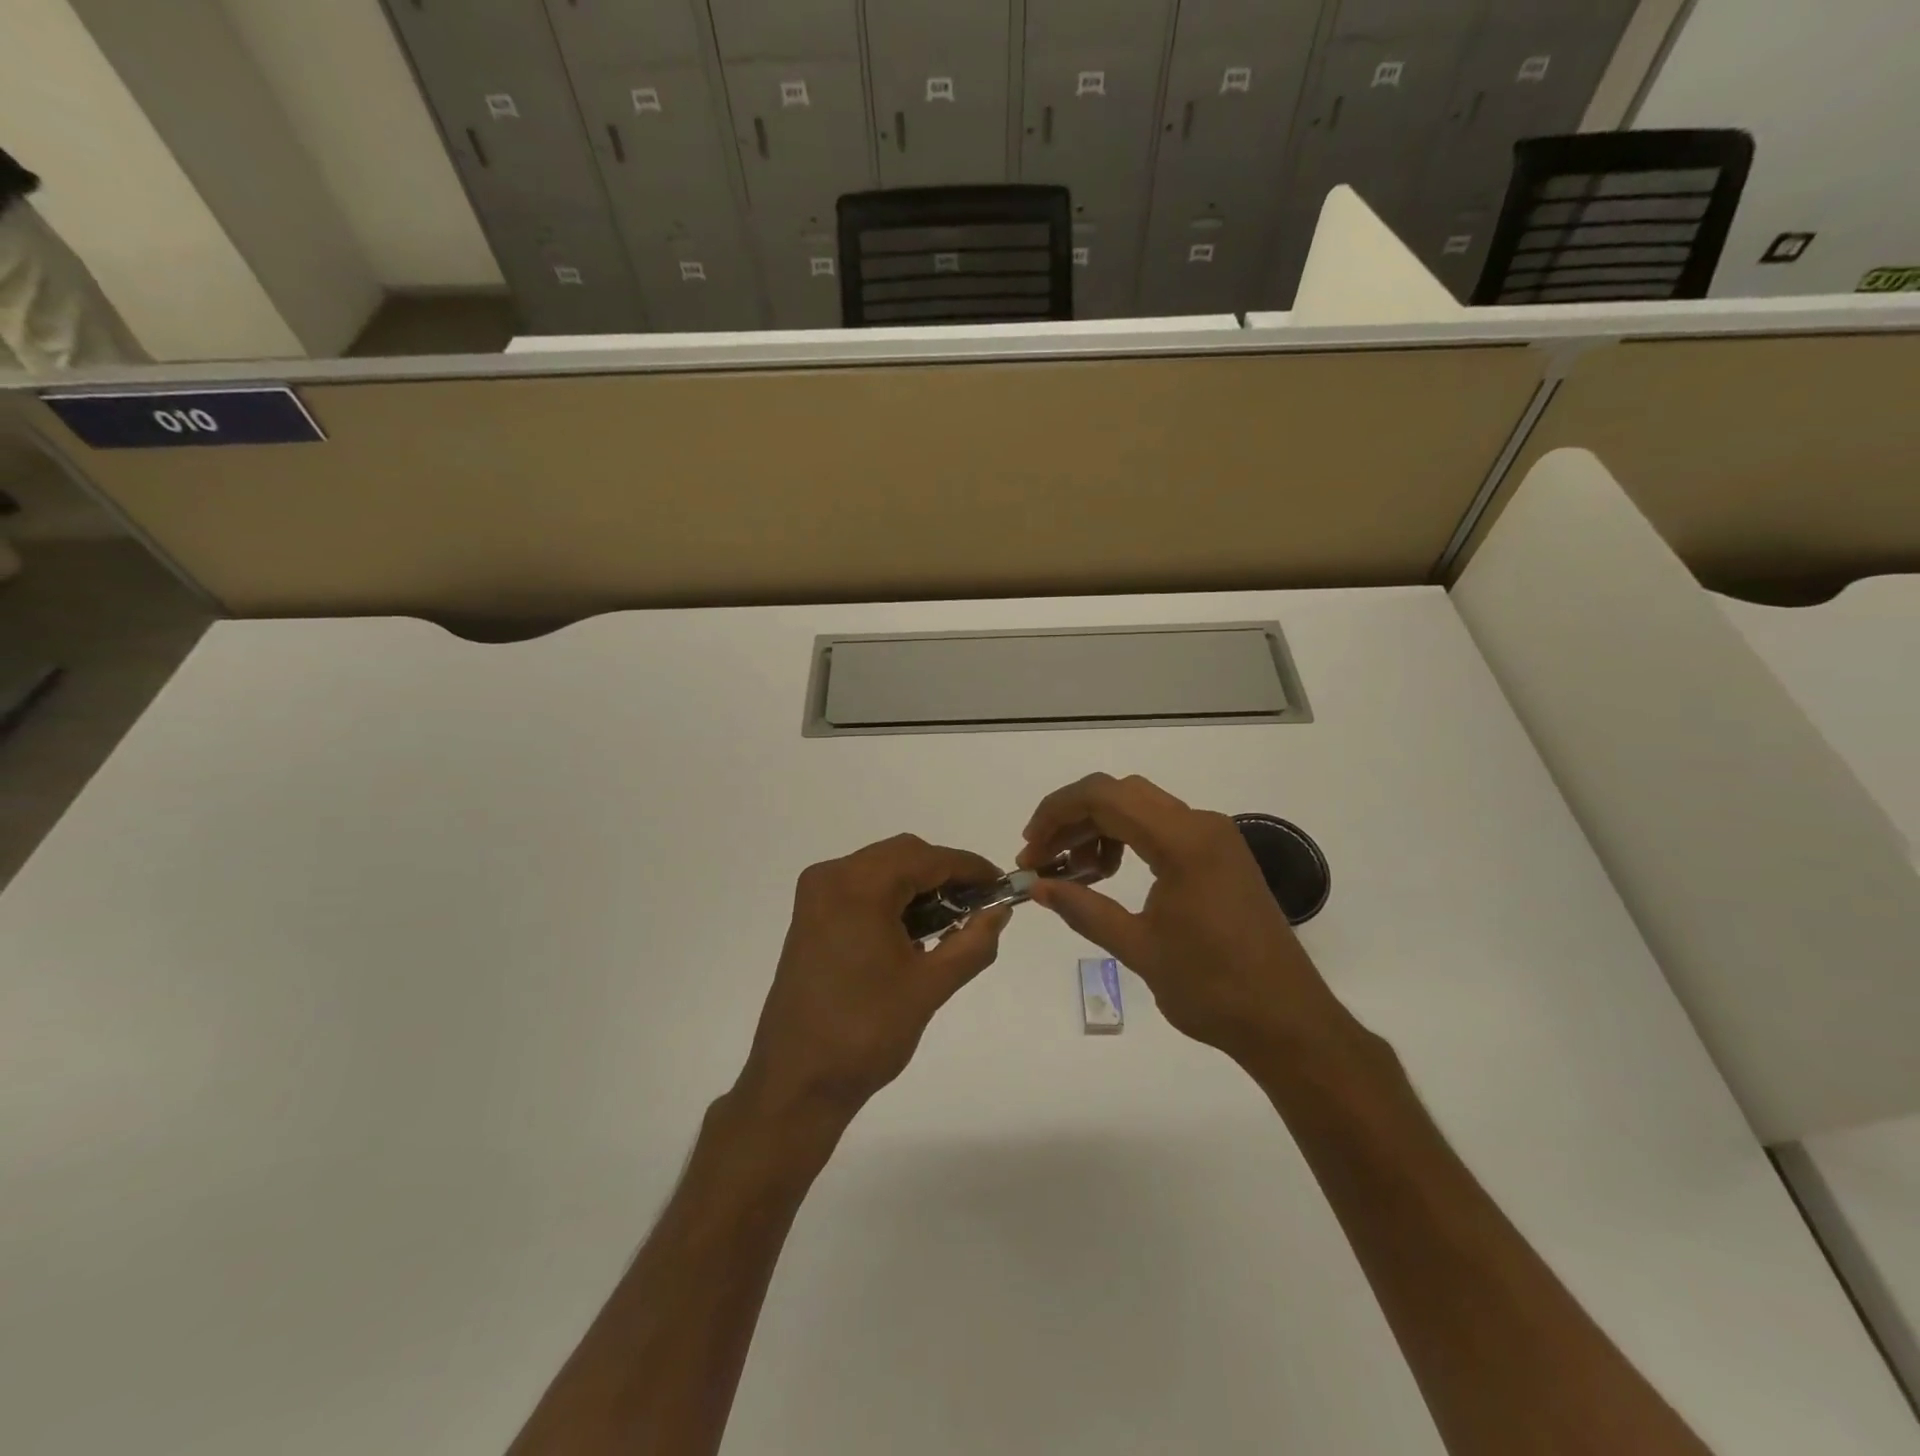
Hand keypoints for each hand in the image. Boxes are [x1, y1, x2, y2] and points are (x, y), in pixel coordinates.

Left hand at [742, 834, 1011, 1121]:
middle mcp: (831, 876)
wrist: (796, 1081)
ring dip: (919, 885)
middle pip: (903, 855)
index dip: (969, 867)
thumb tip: (1000, 911)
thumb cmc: (866, 1032)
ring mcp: (816, 895)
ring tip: (953, 920)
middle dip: (945, 874)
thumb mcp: (930, 986)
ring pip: (882, 868)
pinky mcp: (811, 916)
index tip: (1003, 884)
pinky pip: (861, 887)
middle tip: (980, 905)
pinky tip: (916, 930)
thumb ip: (973, 942)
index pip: (927, 858)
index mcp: (858, 886)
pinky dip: (893, 898)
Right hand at [1019, 773, 1346, 1060]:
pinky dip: (1126, 840)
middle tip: (1042, 859)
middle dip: (1073, 819)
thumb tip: (1037, 887)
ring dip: (1098, 830)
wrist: (1287, 1021)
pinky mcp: (1220, 854)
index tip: (1029, 848)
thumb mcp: (1138, 948)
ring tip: (1072, 872)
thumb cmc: (1212, 988)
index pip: (1104, 797)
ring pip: (1140, 808)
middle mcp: (1201, 825)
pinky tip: (1108, 875)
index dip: (1056, 813)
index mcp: (1183, 841)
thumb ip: (1083, 909)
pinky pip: (1162, 828)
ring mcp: (1215, 838)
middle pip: (1120, 794)